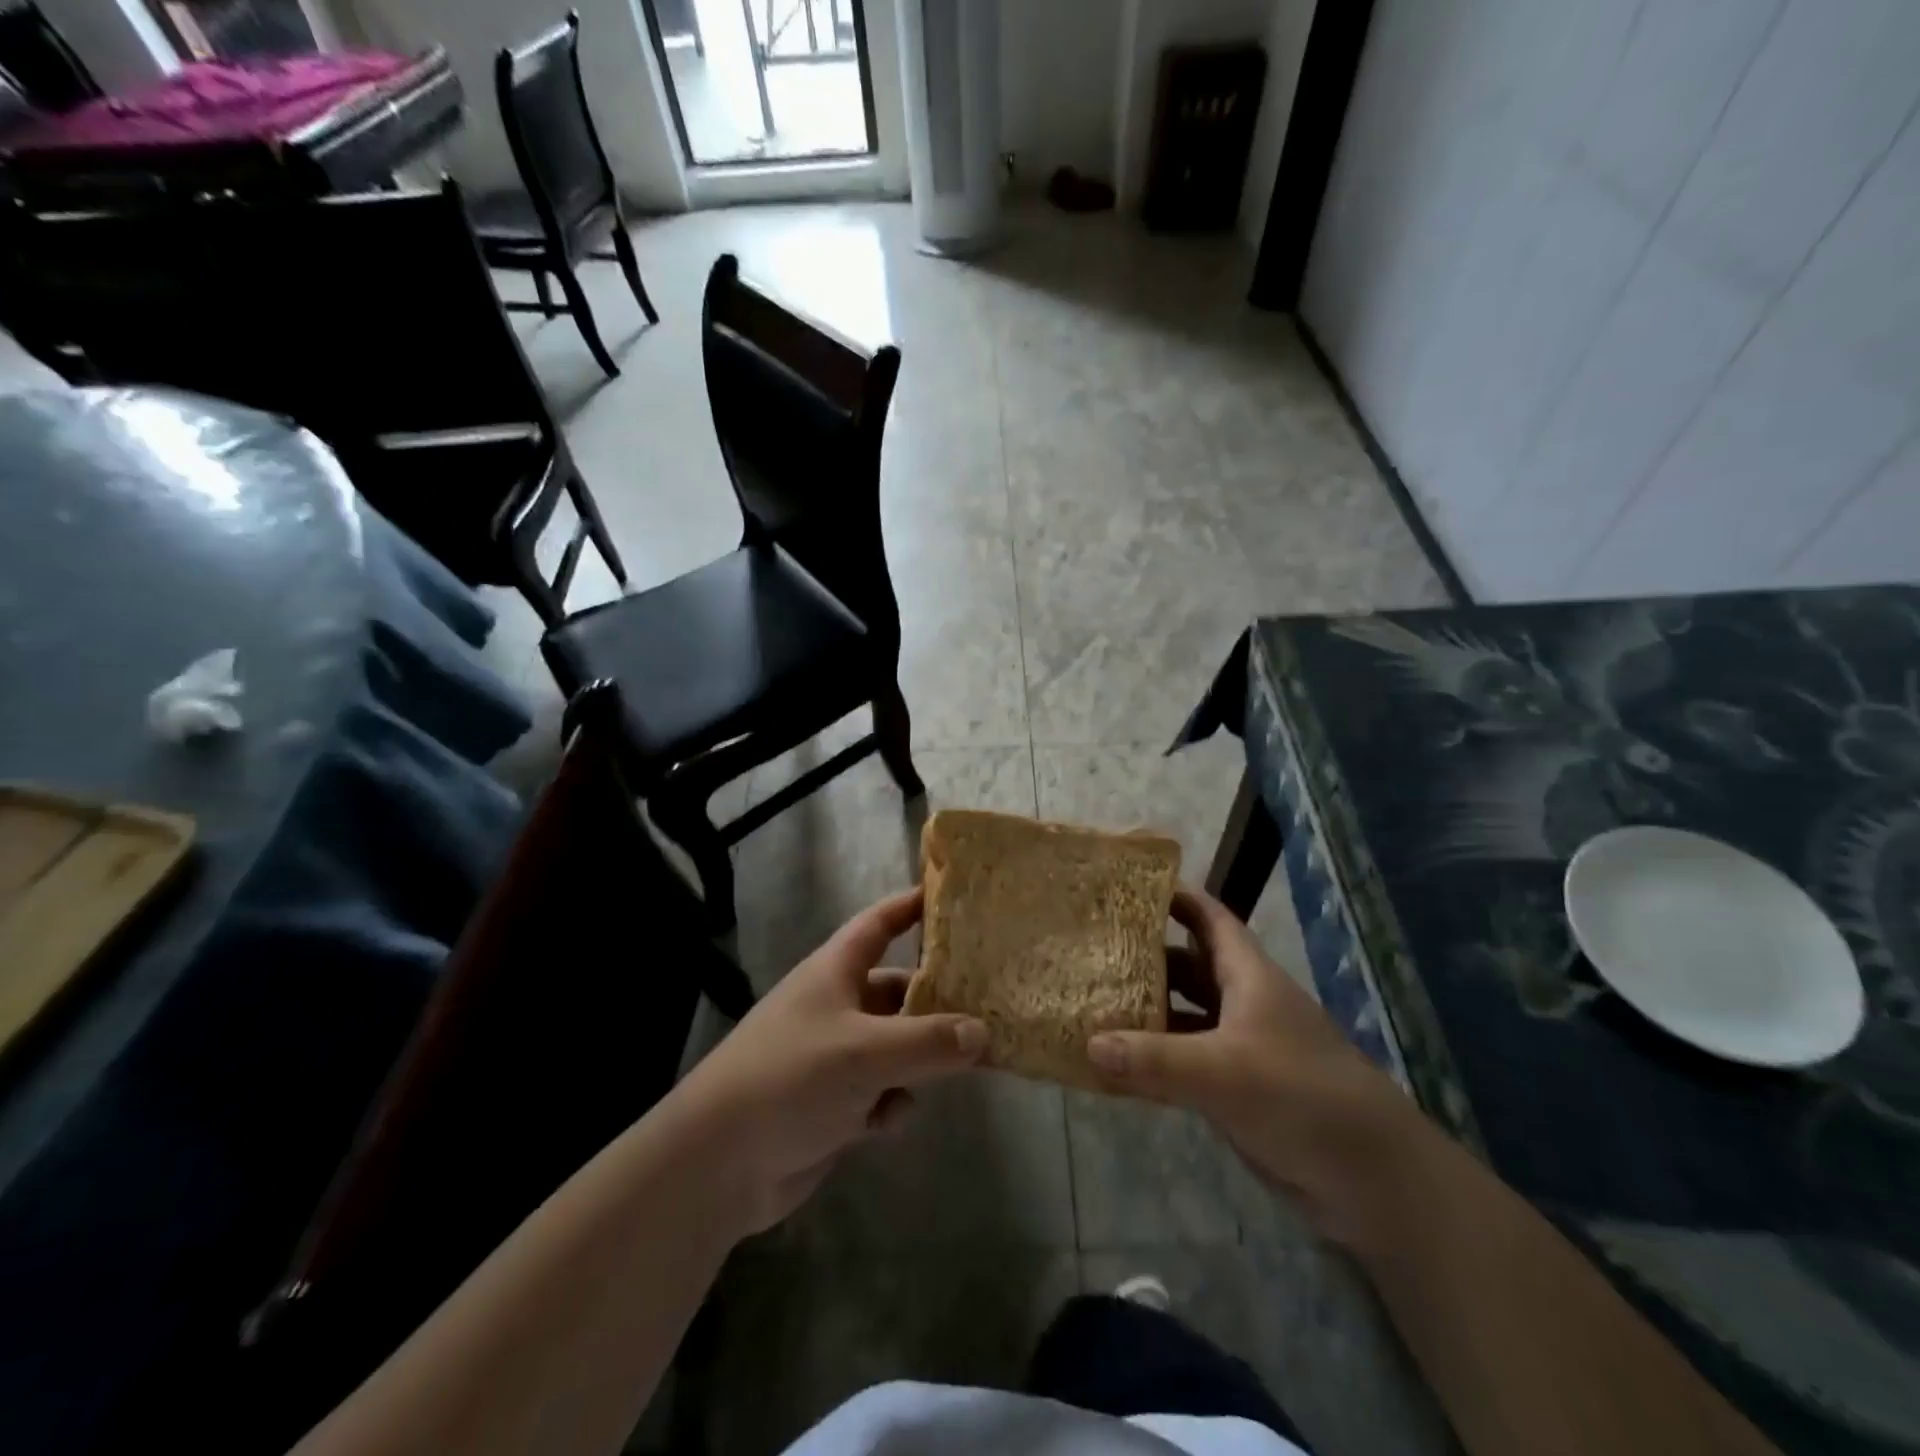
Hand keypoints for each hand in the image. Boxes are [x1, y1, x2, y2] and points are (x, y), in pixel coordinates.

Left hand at [673, 888, 986, 1235]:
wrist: (718, 1163)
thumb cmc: (790, 1078)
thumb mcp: (866, 1052)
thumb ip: (929, 1041)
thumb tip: (983, 1032)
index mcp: (835, 972)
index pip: (880, 923)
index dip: (912, 905)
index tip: (953, 896)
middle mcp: (837, 1006)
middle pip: (898, 990)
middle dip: (937, 1001)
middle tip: (988, 1006)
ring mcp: (834, 1056)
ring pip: (896, 1045)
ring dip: (920, 1060)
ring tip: (960, 1069)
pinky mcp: (834, 1103)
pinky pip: (880, 1091)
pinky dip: (890, 1103)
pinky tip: (885, 1122)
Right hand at [1087, 886, 1423, 1238]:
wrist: (1372, 1177)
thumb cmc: (1301, 1096)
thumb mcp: (1223, 1072)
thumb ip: (1154, 1058)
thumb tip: (1088, 1042)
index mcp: (1248, 976)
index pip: (1210, 919)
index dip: (1176, 897)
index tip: (1128, 886)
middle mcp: (1243, 1003)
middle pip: (1189, 966)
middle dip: (1146, 956)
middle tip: (1094, 948)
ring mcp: (1241, 1047)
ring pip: (1184, 1016)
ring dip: (1147, 1011)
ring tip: (1094, 1002)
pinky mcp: (1238, 1089)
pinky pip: (1186, 1063)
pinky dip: (1155, 1060)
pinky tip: (1117, 1067)